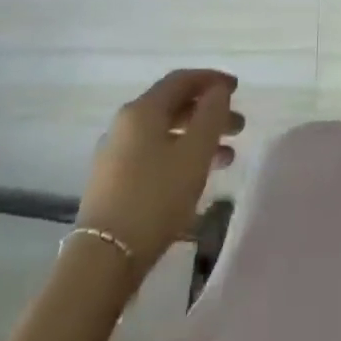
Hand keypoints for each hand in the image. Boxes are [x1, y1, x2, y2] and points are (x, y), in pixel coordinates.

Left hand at [77, 70, 242, 274]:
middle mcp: (125, 123)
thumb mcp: (194, 153)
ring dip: (196, 139)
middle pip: (173, 106)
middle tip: (238, 127)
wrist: (103, 261)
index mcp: (143, 109)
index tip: (236, 88)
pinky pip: (152, 155)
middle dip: (208, 113)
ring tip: (226, 159)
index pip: (181, 80)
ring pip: (164, 133)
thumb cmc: (155, 198)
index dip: (211, 79)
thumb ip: (211, 115)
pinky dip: (178, 156)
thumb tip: (217, 90)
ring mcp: (114, 154)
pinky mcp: (111, 182)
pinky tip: (194, 178)